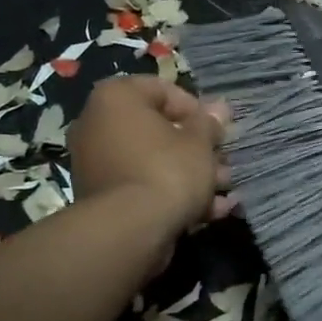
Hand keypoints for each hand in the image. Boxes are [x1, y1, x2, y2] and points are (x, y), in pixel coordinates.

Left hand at [69, 77, 233, 235]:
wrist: (130, 230)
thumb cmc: (167, 170)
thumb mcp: (200, 143)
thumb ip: (209, 123)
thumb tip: (219, 108)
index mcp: (116, 98)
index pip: (161, 89)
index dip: (196, 108)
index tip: (218, 128)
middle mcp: (97, 125)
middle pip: (158, 129)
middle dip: (196, 147)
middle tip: (223, 161)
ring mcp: (97, 164)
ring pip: (153, 161)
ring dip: (191, 173)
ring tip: (224, 189)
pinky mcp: (104, 198)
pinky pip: (143, 186)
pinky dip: (172, 195)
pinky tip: (210, 211)